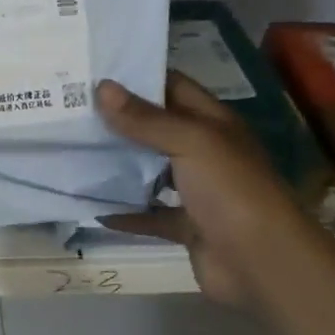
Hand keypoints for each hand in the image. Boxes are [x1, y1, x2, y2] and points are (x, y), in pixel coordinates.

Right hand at [96, 72, 300, 308]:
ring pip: (151, 171)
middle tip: (71, 109)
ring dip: (119, 164)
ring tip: (73, 150)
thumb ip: (146, 119)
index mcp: (213, 123)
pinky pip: (150, 215)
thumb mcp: (191, 142)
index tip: (93, 70)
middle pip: (157, 129)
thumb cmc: (231, 190)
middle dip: (119, 120)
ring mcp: (197, 191)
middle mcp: (205, 152)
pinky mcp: (186, 226)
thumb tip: (102, 87)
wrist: (263, 264)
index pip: (173, 87)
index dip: (138, 77)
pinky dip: (125, 212)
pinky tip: (92, 205)